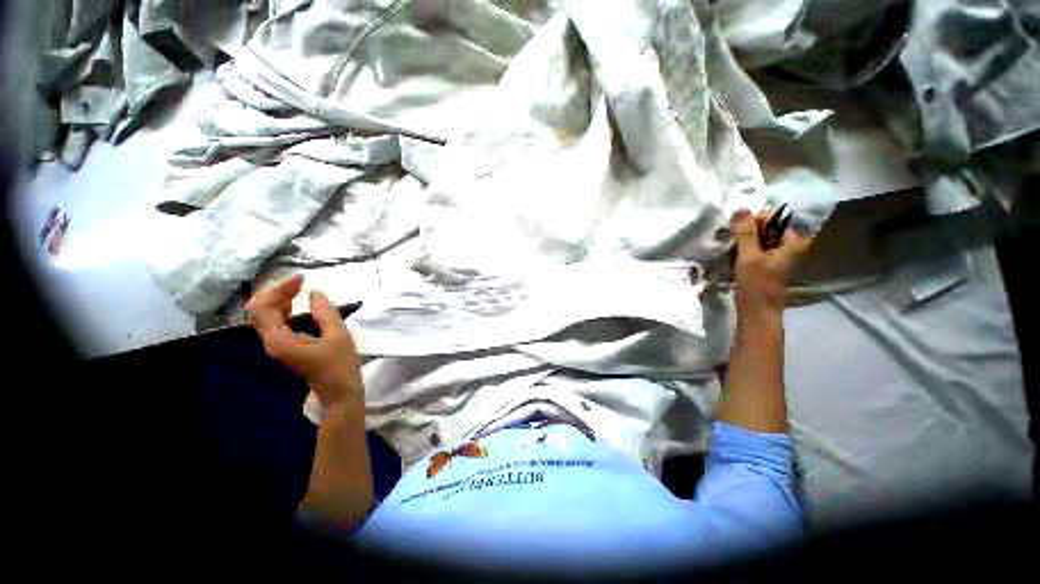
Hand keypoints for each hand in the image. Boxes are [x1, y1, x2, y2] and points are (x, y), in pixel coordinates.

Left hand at [247, 274, 362, 405]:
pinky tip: (298, 304)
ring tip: (299, 288)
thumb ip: (326, 313)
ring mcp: (276, 345)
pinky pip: (275, 322)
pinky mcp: (284, 346)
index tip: (302, 279)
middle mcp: (271, 342)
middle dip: (276, 291)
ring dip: (279, 298)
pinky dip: (284, 308)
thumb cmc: (340, 365)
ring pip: (265, 315)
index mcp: (280, 341)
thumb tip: (315, 293)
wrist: (339, 391)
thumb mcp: (338, 336)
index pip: (263, 308)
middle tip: (300, 281)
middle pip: (259, 310)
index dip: (278, 289)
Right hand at [731, 209, 809, 314]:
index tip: (734, 228)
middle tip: (729, 239)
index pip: (771, 218)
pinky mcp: (762, 263)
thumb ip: (745, 233)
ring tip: (727, 247)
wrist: (756, 312)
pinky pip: (750, 248)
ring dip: (740, 240)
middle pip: (763, 227)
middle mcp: (785, 245)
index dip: (752, 220)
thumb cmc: (757, 285)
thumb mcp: (749, 257)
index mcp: (791, 241)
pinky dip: (740, 249)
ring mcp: (774, 254)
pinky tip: (730, 255)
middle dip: (744, 230)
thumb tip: (739, 209)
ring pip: (755, 238)